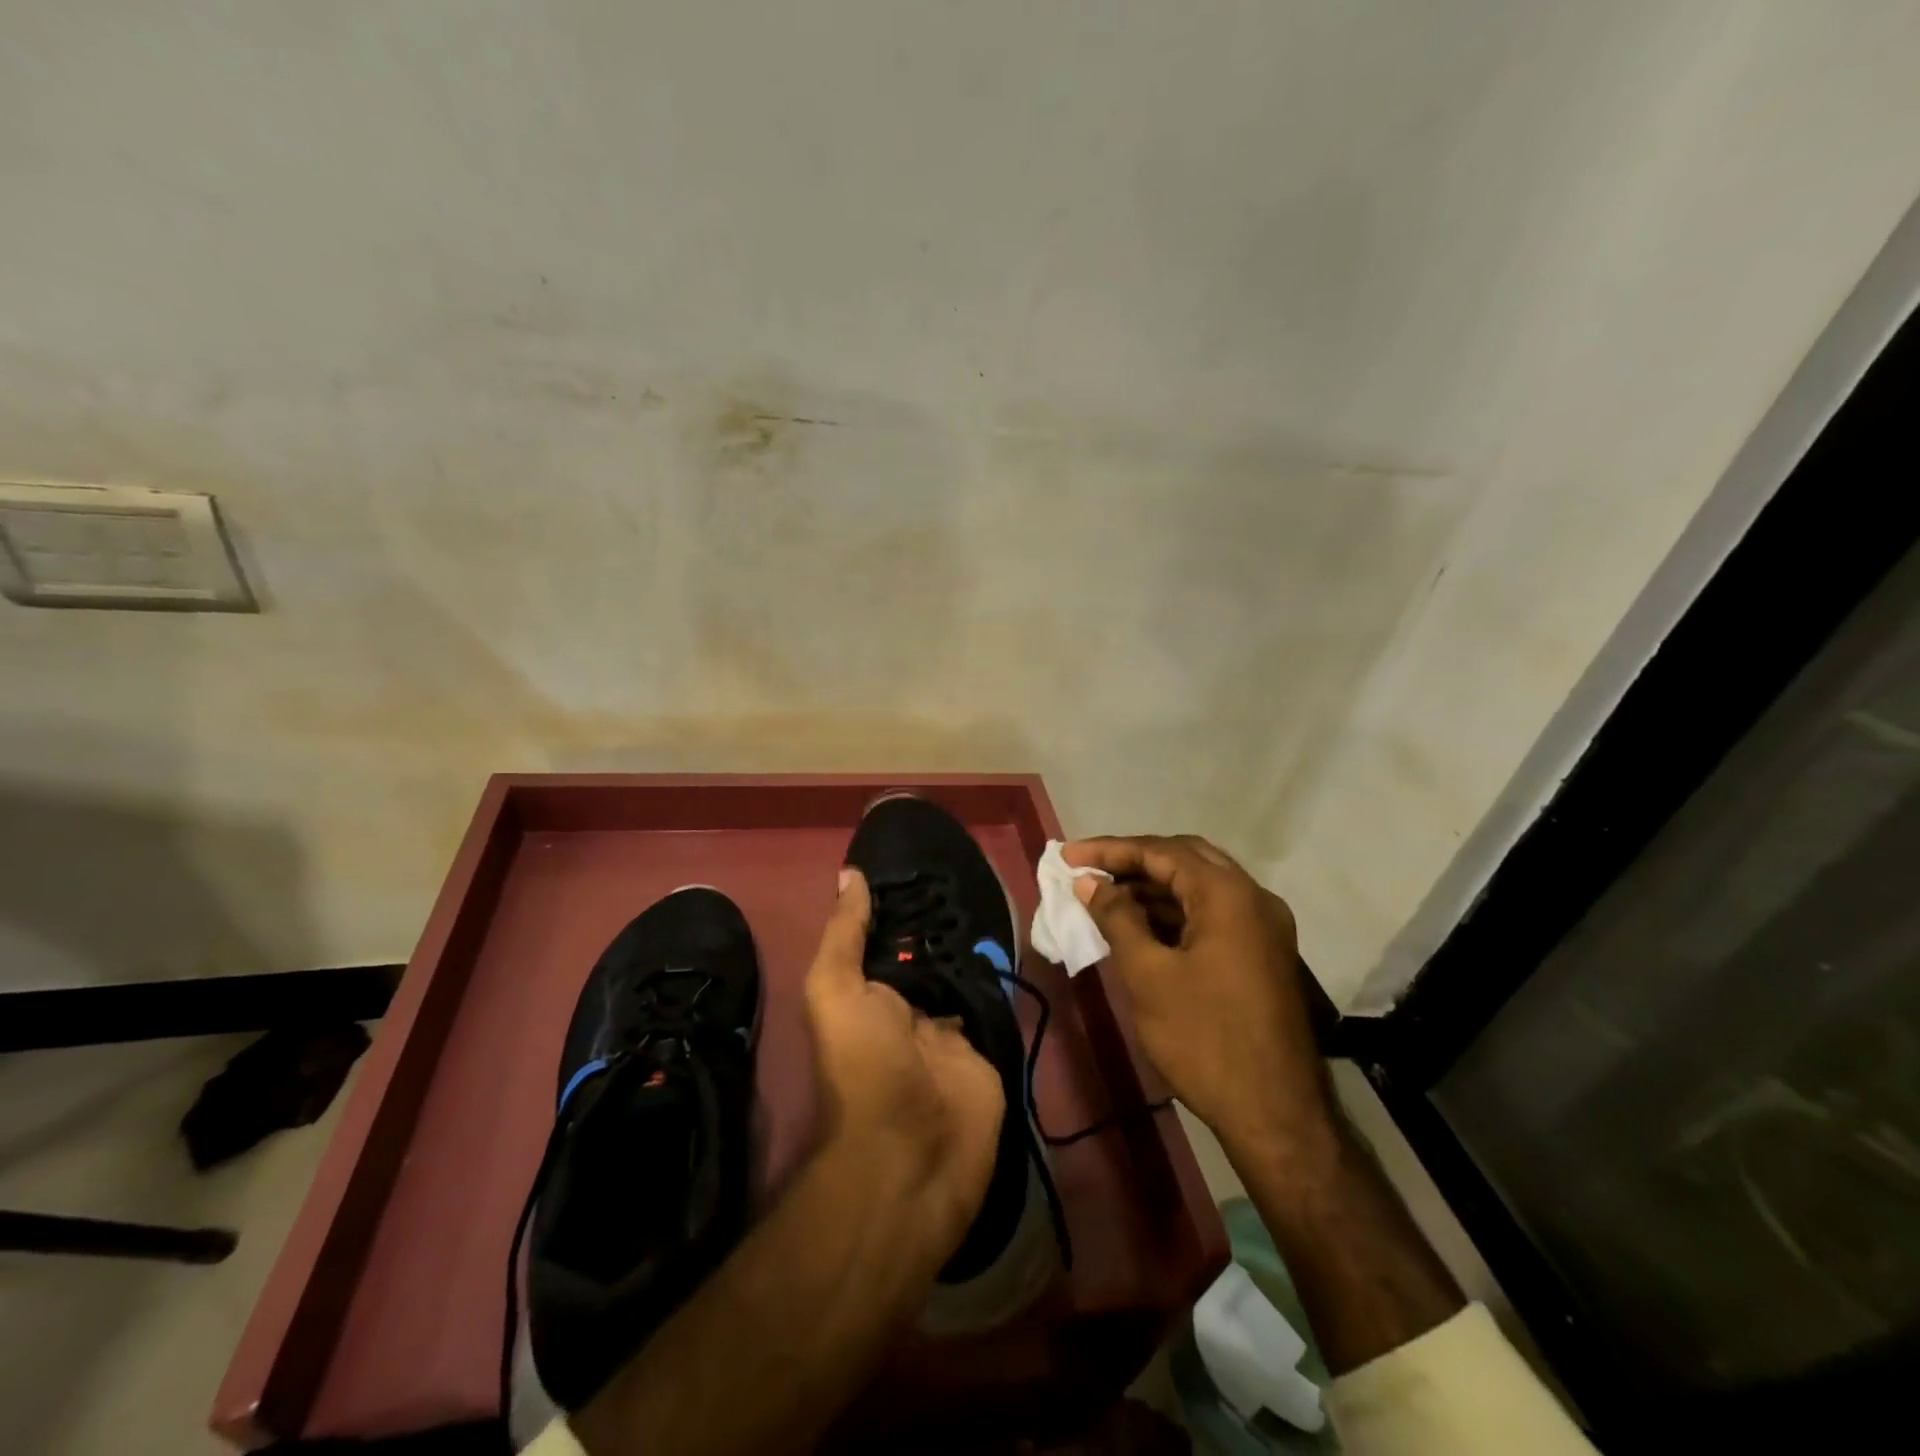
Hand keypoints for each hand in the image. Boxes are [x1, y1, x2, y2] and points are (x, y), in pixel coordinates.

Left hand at [804, 868, 1005, 1264]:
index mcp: (868, 993)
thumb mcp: (835, 990)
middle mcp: (908, 1006)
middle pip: (929, 952)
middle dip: (945, 918)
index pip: (887, 937)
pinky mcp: (987, 1045)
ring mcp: (950, 1027)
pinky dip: (1002, 973)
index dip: (902, 902)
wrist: (912, 1153)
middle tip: (971, 867)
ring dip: (976, 941)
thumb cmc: (863, 1063)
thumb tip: (850, 874)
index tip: (925, 859)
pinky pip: (995, 1000)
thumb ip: (844, 934)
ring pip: (964, 972)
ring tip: (997, 886)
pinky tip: (1017, 932)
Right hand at [1062, 834, 1334, 1165]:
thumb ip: (1116, 918)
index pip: (1161, 851)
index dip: (1109, 850)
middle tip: (1088, 869)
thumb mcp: (1148, 975)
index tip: (1068, 856)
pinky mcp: (1262, 953)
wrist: (1276, 1115)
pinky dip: (1175, 912)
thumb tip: (1089, 882)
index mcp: (1228, 895)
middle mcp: (1253, 898)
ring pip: (1200, 886)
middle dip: (1133, 860)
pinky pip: (1212, 914)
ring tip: (1104, 896)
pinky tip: (1140, 925)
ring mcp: (1263, 927)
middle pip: (1184, 858)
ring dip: (1153, 886)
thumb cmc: (1204, 1039)